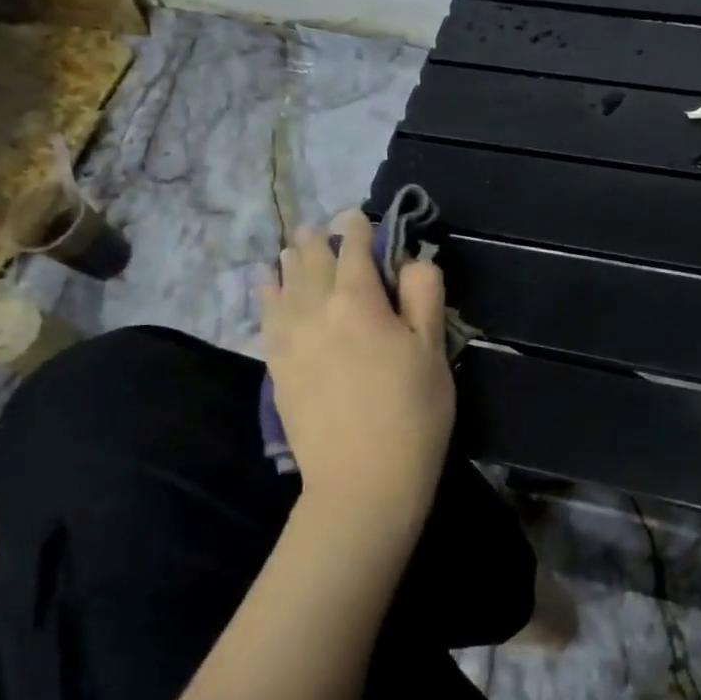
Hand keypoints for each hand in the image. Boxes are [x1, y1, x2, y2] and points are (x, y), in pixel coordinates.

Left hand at [261, 211, 453, 531]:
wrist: (362, 481)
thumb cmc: (412, 413)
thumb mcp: (433, 350)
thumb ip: (423, 295)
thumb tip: (412, 259)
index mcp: (358, 301)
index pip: (354, 249)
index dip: (359, 229)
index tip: (361, 218)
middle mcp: (315, 310)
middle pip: (311, 261)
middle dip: (319, 240)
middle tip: (323, 228)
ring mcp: (289, 339)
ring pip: (284, 284)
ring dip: (290, 261)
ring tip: (293, 247)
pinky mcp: (277, 367)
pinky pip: (266, 315)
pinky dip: (268, 293)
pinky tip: (267, 285)